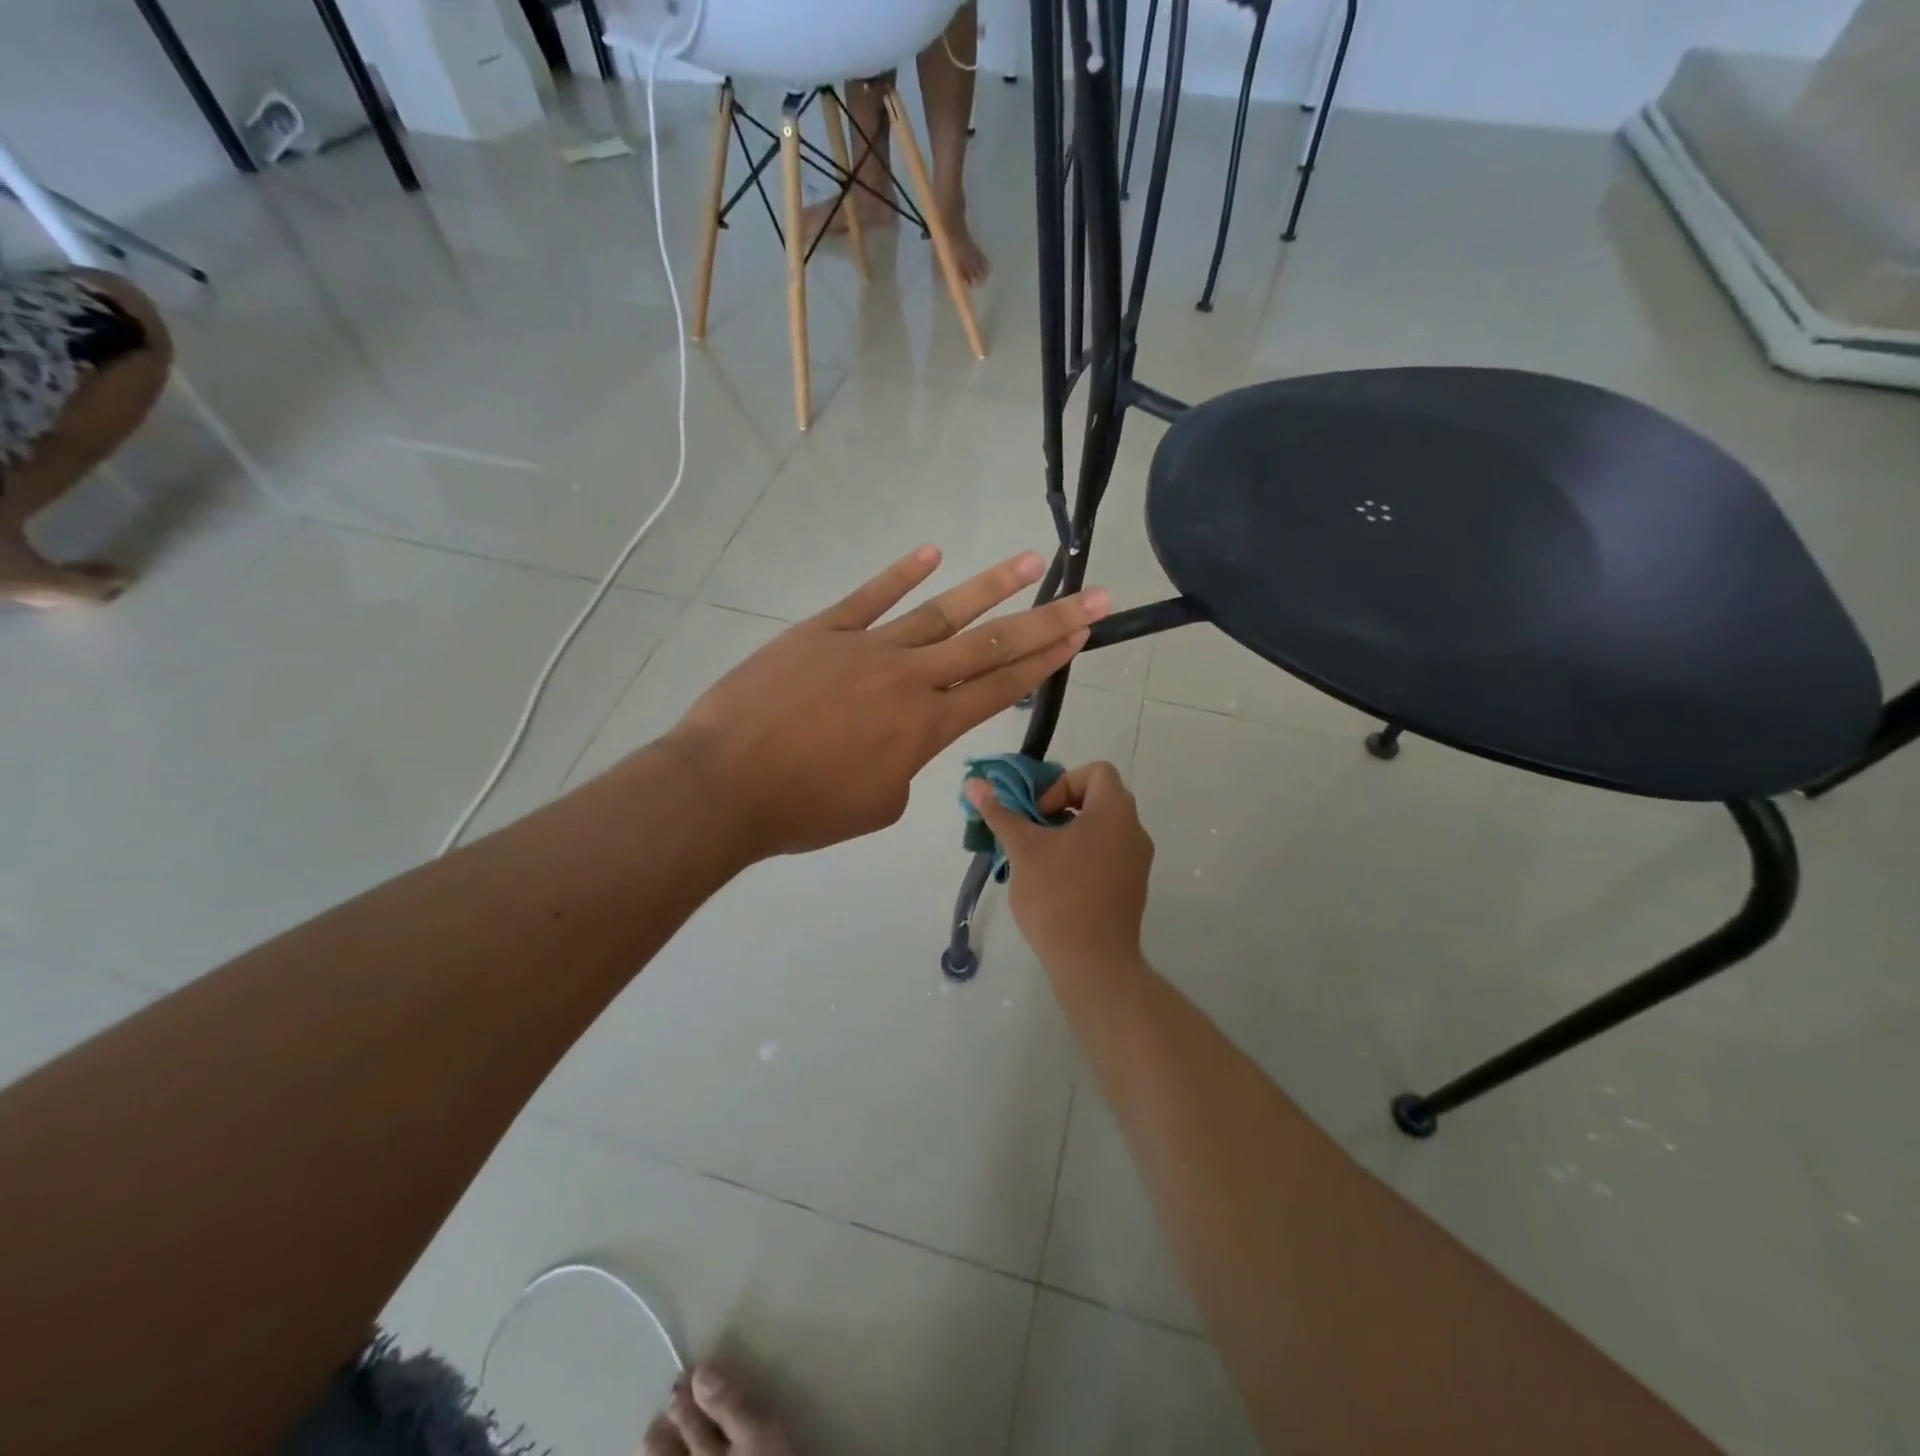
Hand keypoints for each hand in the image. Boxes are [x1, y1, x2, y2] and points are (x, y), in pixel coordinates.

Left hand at [663, 546, 1108, 860]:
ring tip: (1032, 561)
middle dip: (1048, 621)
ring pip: (942, 612)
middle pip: (992, 645)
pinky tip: (933, 552)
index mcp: (927, 728)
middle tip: (1092, 596)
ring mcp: (867, 648)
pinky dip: (901, 573)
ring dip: (991, 586)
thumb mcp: (876, 805)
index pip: (1001, 688)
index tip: (1080, 638)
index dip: (1046, 662)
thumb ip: (904, 768)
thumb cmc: (803, 810)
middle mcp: (910, 680)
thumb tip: (899, 743)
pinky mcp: (823, 631)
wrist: (725, 784)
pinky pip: (870, 596)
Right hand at [966, 761, 1153, 973]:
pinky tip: (1055, 885)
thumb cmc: (1058, 896)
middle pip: (1098, 800)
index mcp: (1115, 812)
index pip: (1096, 772)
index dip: (1062, 783)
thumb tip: (974, 783)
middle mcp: (1134, 831)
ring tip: (1038, 861)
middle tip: (1033, 834)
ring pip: (1101, 831)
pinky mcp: (1133, 889)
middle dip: (1061, 810)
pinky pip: (1107, 857)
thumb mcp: (1023, 849)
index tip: (1038, 814)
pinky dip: (1082, 858)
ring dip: (1069, 836)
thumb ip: (1001, 813)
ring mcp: (1138, 863)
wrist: (1093, 962)